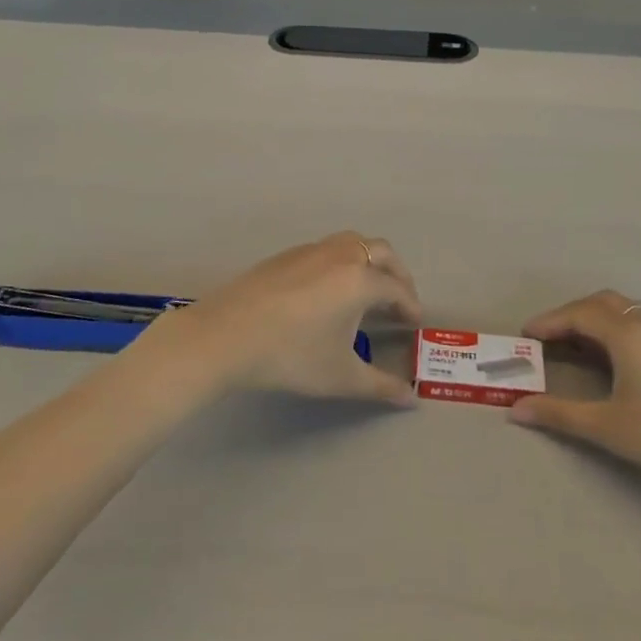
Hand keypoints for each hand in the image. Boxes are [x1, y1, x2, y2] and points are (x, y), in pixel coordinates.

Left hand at [152, 234, 419, 404]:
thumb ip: (381, 386)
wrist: (226, 335)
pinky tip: (327, 290)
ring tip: (366, 291)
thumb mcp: (341, 376)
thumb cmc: (291, 355)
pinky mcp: (286, 255)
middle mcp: (340, 255)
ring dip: (369, 261)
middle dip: (396, 274)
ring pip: (352, 243)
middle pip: (381, 252)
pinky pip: (326, 249)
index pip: (397, 288)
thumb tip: (411, 397)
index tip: (414, 323)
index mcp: (360, 279)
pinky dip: (341, 262)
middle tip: (398, 300)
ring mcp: (310, 251)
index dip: (410, 306)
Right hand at [509, 292, 640, 509]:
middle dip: (570, 315)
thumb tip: (515, 410)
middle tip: (547, 339)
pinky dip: (614, 329)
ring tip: (575, 347)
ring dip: (594, 319)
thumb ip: (560, 415)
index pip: (578, 314)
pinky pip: (639, 323)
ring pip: (623, 311)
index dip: (548, 322)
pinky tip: (612, 359)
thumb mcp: (609, 428)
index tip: (524, 337)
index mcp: (627, 334)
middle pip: (601, 303)